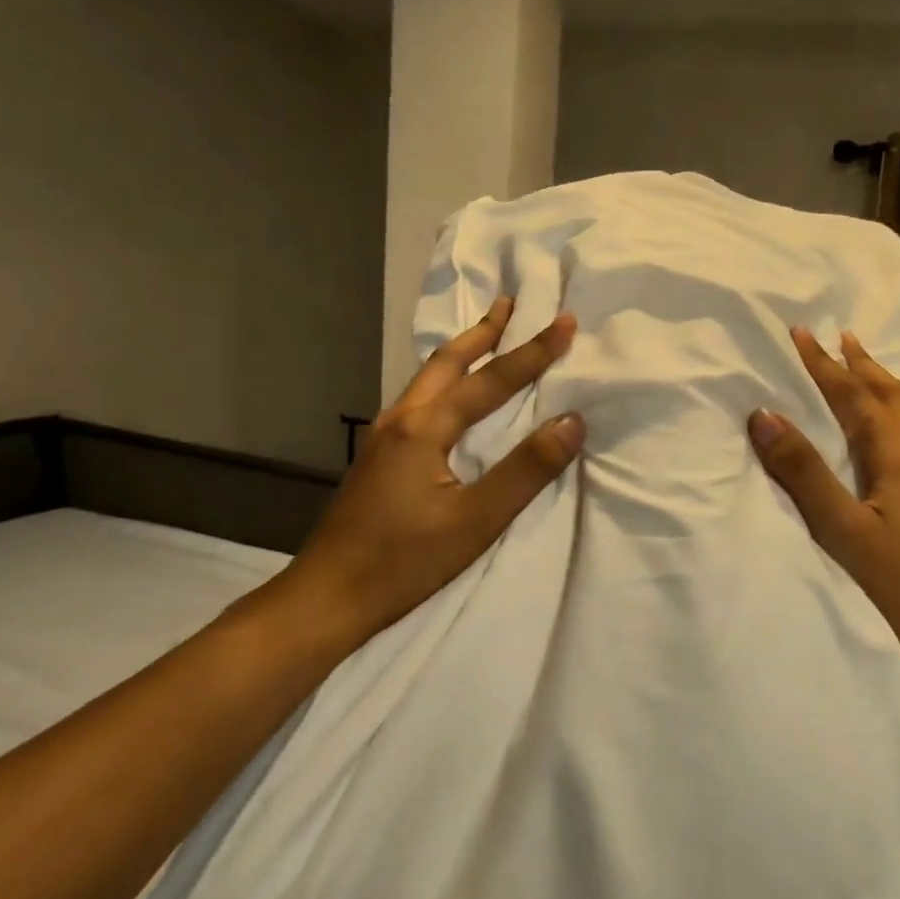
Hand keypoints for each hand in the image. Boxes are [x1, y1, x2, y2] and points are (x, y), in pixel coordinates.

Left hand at [277, 297, 583, 643]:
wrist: (328, 596)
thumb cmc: (404, 561)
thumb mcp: (476, 520)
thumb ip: (526, 470)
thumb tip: (572, 421)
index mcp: (425, 428)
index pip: (490, 380)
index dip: (532, 351)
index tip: (565, 321)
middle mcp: (400, 419)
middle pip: (446, 361)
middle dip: (483, 331)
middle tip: (511, 303)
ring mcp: (382, 437)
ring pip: (426, 379)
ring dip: (460, 353)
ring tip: (484, 336)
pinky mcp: (376, 458)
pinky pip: (416, 400)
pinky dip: (441, 381)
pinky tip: (445, 397)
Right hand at [747, 326, 899, 706]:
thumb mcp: (843, 529)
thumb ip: (804, 472)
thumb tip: (764, 414)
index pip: (856, 398)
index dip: (826, 365)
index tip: (801, 332)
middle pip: (892, 398)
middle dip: (863, 365)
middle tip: (842, 336)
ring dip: (884, 387)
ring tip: (869, 369)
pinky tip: (899, 431)